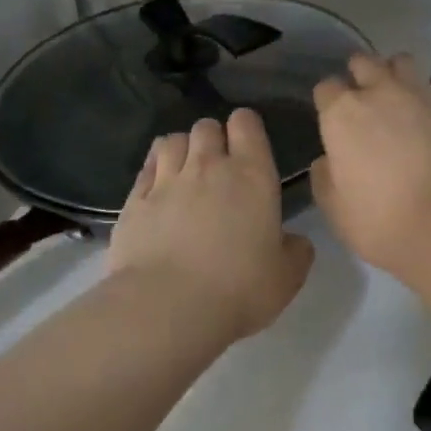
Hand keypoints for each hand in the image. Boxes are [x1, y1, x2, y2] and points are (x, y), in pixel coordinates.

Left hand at [110, 111, 314, 342]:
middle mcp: (208, 166)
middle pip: (206, 126)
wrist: (169, 307)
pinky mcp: (134, 201)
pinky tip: (158, 187)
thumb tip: (294, 240)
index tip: (250, 147)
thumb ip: (296, 251)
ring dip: (182, 149)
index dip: (247, 128)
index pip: (247, 123)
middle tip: (219, 166)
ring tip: (185, 171)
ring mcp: (167, 181)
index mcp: (252, 175)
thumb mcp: (287, 276)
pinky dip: (154, 169)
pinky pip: (145, 167)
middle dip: (213, 138)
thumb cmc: (239, 288)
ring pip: (172, 140)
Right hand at [312, 53, 430, 277]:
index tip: (335, 120)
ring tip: (404, 98)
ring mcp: (422, 93)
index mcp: (342, 115)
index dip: (330, 102)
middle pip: (364, 63)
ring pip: (404, 61)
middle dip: (362, 75)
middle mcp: (380, 92)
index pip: (326, 89)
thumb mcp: (336, 210)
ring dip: (399, 74)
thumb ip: (325, 178)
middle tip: (368, 100)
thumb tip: (327, 160)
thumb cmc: (383, 223)